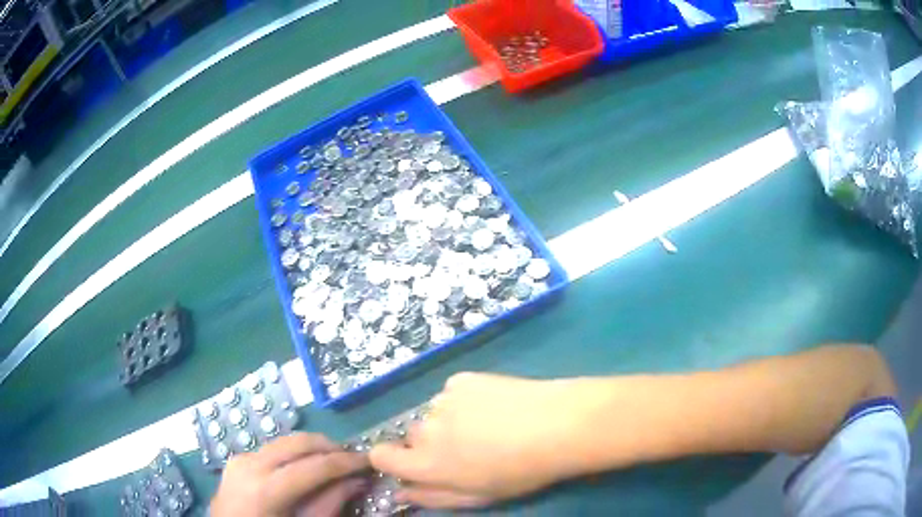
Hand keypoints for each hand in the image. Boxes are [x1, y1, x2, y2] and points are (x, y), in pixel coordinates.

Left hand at [211, 433, 368, 516]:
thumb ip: (330, 504)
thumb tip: (357, 480)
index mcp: (267, 489)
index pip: (315, 466)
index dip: (346, 462)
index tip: (370, 460)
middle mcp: (251, 465)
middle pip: (298, 443)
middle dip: (329, 446)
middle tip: (353, 458)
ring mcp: (241, 459)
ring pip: (284, 442)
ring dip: (312, 448)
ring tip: (332, 461)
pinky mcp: (237, 460)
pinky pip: (271, 450)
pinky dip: (292, 454)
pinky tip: (303, 468)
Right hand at [369, 372, 584, 508]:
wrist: (557, 426)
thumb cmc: (519, 472)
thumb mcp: (476, 496)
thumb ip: (431, 496)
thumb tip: (400, 492)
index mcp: (426, 463)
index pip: (380, 455)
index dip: (392, 459)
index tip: (414, 464)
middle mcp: (425, 429)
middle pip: (411, 436)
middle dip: (430, 443)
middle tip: (467, 448)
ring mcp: (442, 400)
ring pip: (433, 413)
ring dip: (449, 420)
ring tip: (488, 425)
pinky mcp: (462, 379)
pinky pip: (451, 393)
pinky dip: (464, 400)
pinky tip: (494, 406)